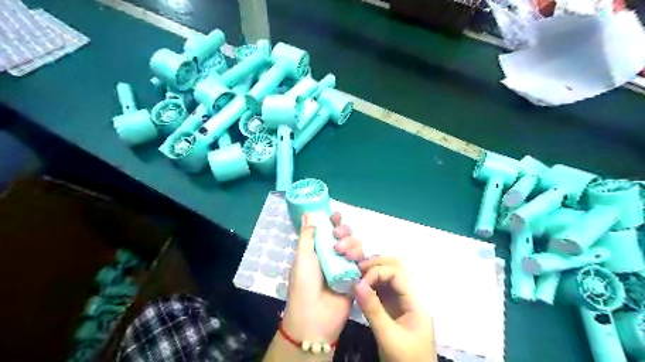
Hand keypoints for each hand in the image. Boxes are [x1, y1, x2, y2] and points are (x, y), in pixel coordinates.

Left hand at [282, 212, 364, 344]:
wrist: (314, 318)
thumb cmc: (304, 285)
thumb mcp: (302, 258)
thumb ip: (307, 235)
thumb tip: (307, 214)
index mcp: (317, 250)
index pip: (328, 231)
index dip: (333, 222)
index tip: (335, 216)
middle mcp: (332, 256)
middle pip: (345, 236)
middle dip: (344, 231)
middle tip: (337, 236)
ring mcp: (345, 267)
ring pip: (356, 246)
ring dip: (352, 244)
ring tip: (343, 254)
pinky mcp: (356, 278)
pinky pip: (363, 262)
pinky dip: (361, 258)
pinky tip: (356, 261)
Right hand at [353, 256, 437, 361]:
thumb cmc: (406, 360)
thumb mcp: (388, 336)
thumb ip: (372, 309)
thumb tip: (355, 283)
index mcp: (415, 301)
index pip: (397, 272)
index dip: (377, 271)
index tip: (360, 283)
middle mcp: (410, 296)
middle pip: (396, 267)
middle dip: (376, 264)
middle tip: (357, 269)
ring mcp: (403, 301)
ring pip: (389, 275)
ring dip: (373, 272)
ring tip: (356, 276)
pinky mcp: (395, 307)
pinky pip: (384, 288)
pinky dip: (371, 283)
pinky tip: (360, 287)